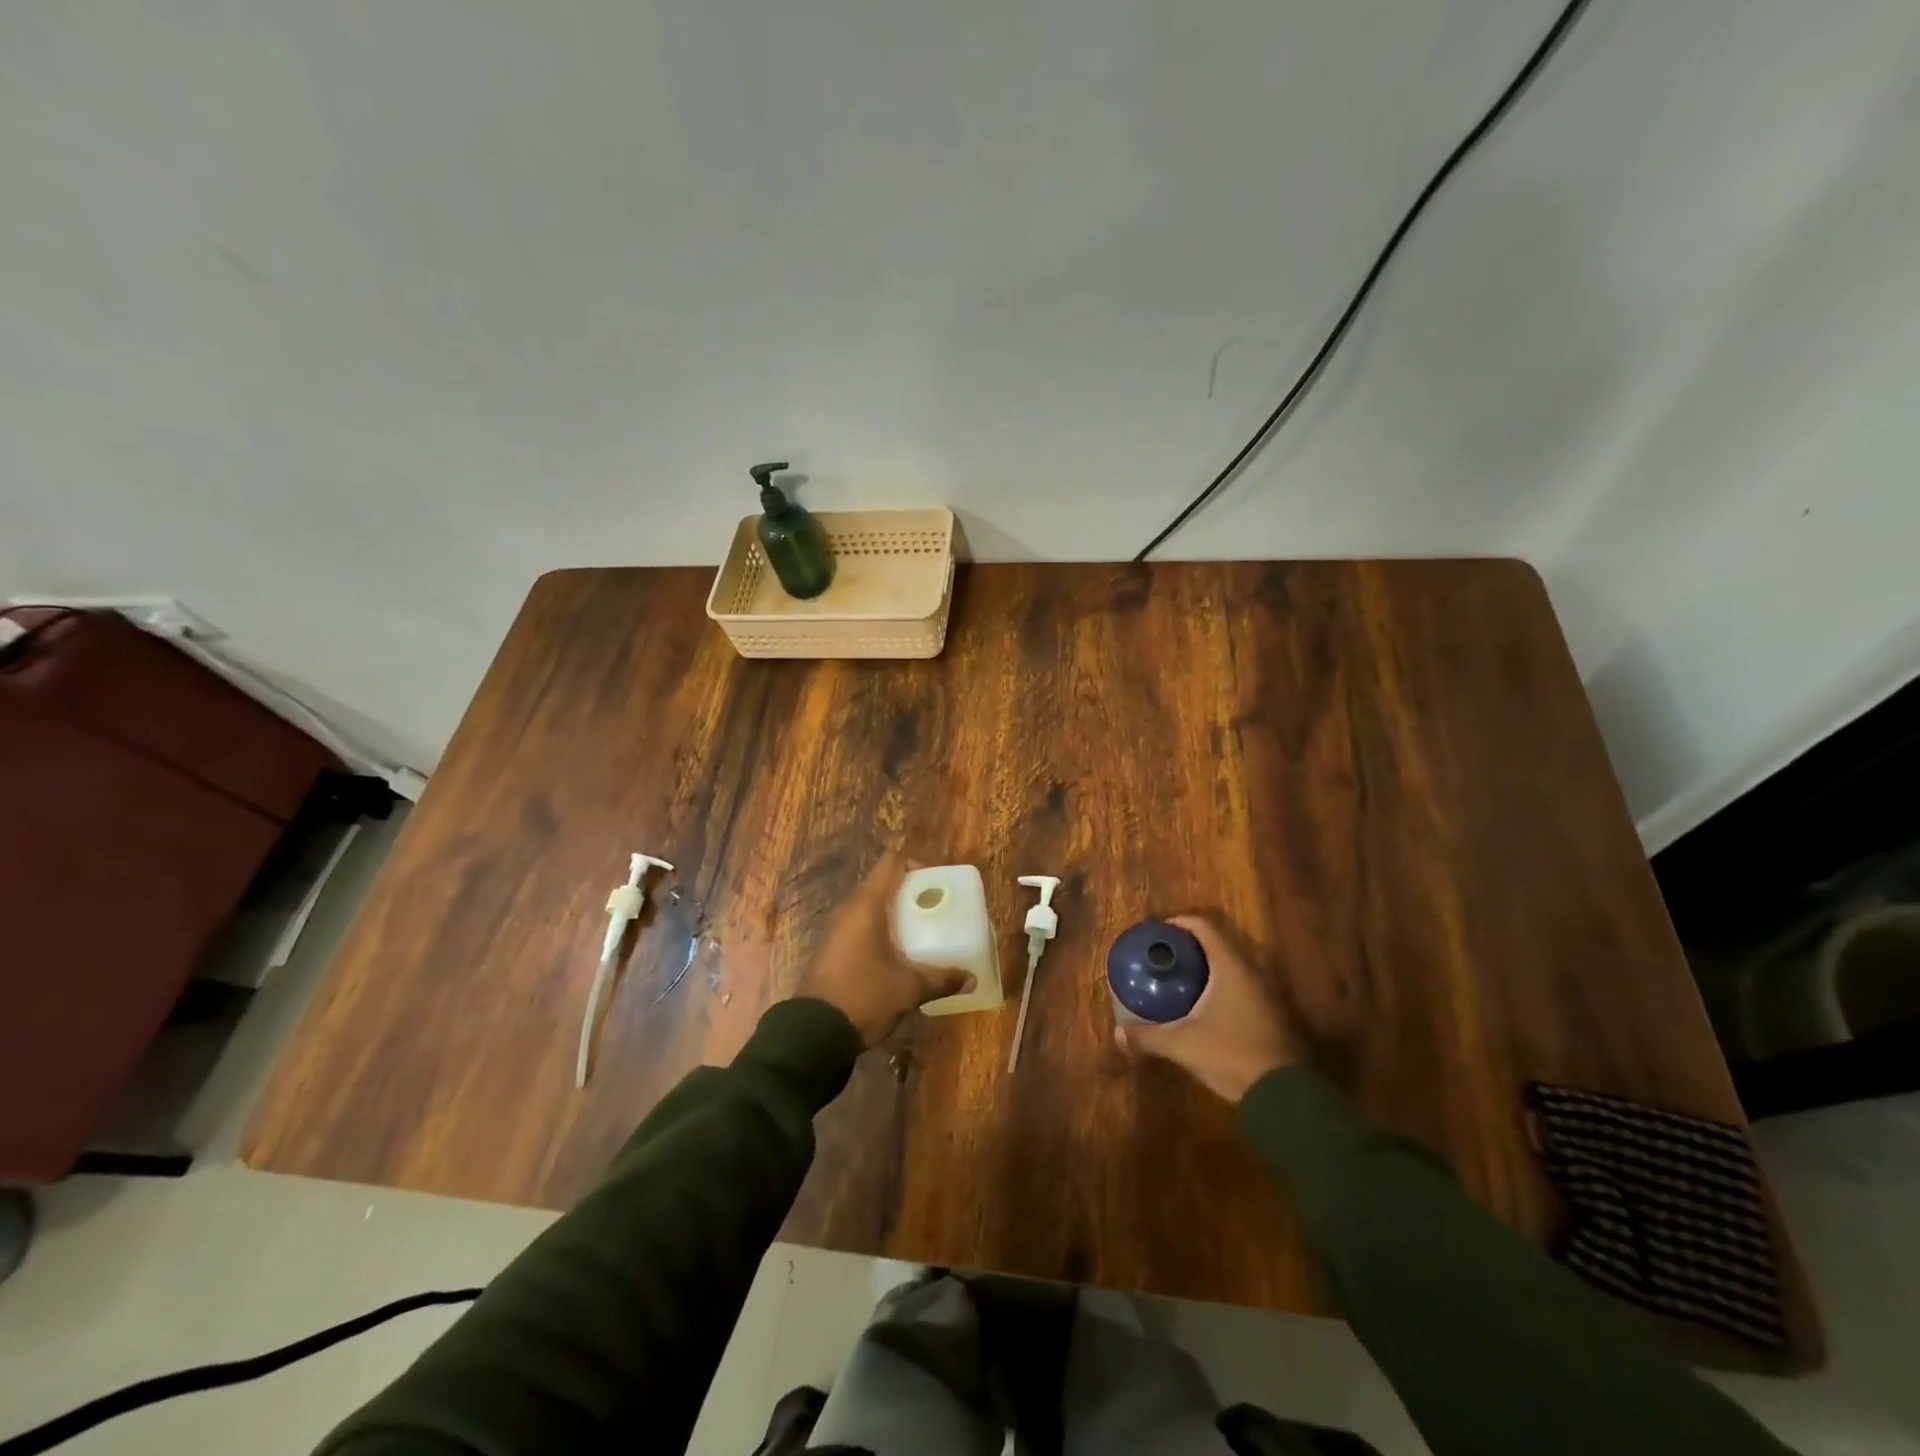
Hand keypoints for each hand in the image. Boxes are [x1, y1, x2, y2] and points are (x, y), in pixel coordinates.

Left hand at [799, 856, 973, 1047]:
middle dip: (910, 891)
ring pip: (871, 906)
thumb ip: (941, 979)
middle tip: (936, 908)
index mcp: (867, 905)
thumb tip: (970, 978)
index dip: (915, 865)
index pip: (891, 863)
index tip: (936, 884)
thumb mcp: (908, 989)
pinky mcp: (833, 948)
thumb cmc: (864, 996)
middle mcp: (849, 909)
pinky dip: (881, 929)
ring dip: (895, 913)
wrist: (814, 1033)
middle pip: (882, 883)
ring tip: (922, 930)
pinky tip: (899, 952)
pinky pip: (861, 926)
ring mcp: (837, 929)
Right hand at [1114, 915, 1299, 1101]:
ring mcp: (1264, 993)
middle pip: (1216, 944)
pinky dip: (1218, 986)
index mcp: (1230, 967)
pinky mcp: (1269, 1013)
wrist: (1285, 1095)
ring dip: (1205, 968)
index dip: (1179, 923)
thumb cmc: (1232, 1055)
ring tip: (1178, 979)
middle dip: (1189, 947)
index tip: (1158, 932)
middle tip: (1163, 957)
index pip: (1203, 927)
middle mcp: (1251, 972)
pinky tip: (1201, 1005)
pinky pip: (1239, 986)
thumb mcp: (1183, 1045)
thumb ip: (1149, 1036)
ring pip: (1230, 967)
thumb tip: (1117, 1032)